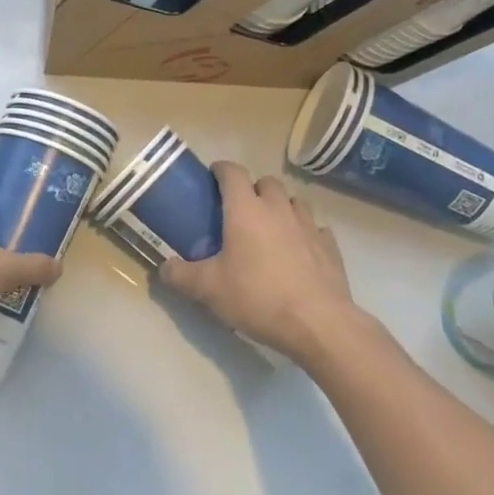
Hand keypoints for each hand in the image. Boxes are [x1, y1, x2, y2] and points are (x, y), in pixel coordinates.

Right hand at [160, 163, 363, 362]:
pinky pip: (317, 228)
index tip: (212, 177)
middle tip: (239, 210)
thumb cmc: (258, 297)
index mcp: (245, 210)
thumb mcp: (208, 290)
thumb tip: (163, 268)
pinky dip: (306, 232)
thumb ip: (180, 276)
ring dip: (281, 206)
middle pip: (267, 181)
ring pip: (295, 201)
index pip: (232, 172)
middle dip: (252, 189)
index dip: (221, 170)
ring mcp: (309, 226)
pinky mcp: (330, 246)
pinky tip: (300, 250)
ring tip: (271, 227)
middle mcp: (278, 209)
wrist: (319, 324)